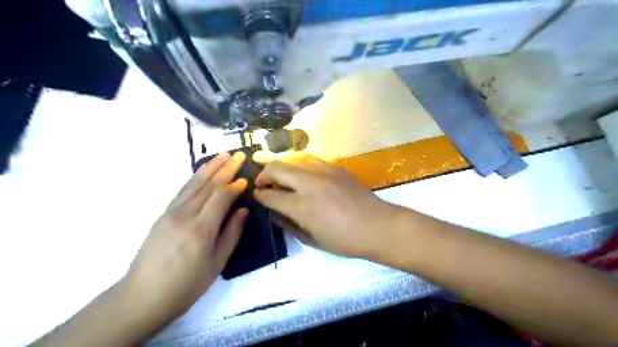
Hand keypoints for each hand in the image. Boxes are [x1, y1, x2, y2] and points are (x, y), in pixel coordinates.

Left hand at [120, 152, 247, 325]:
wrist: (142, 296)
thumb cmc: (186, 285)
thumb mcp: (217, 263)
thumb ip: (232, 233)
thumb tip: (243, 210)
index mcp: (201, 229)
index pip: (221, 197)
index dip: (234, 185)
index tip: (246, 178)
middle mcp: (185, 215)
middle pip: (208, 185)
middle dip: (225, 168)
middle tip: (239, 154)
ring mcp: (171, 212)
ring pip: (194, 184)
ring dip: (210, 167)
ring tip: (223, 155)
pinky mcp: (163, 215)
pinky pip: (183, 191)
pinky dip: (195, 178)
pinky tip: (202, 173)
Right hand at [254, 152, 397, 257]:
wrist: (377, 226)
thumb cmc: (344, 240)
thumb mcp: (312, 239)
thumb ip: (289, 224)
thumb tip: (274, 213)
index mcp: (302, 207)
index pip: (270, 196)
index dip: (259, 195)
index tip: (256, 195)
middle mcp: (309, 184)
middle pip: (277, 168)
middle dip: (263, 174)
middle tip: (261, 181)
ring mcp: (324, 172)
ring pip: (293, 158)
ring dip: (280, 163)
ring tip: (274, 170)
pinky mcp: (335, 167)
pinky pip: (310, 159)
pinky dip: (298, 162)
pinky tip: (297, 169)